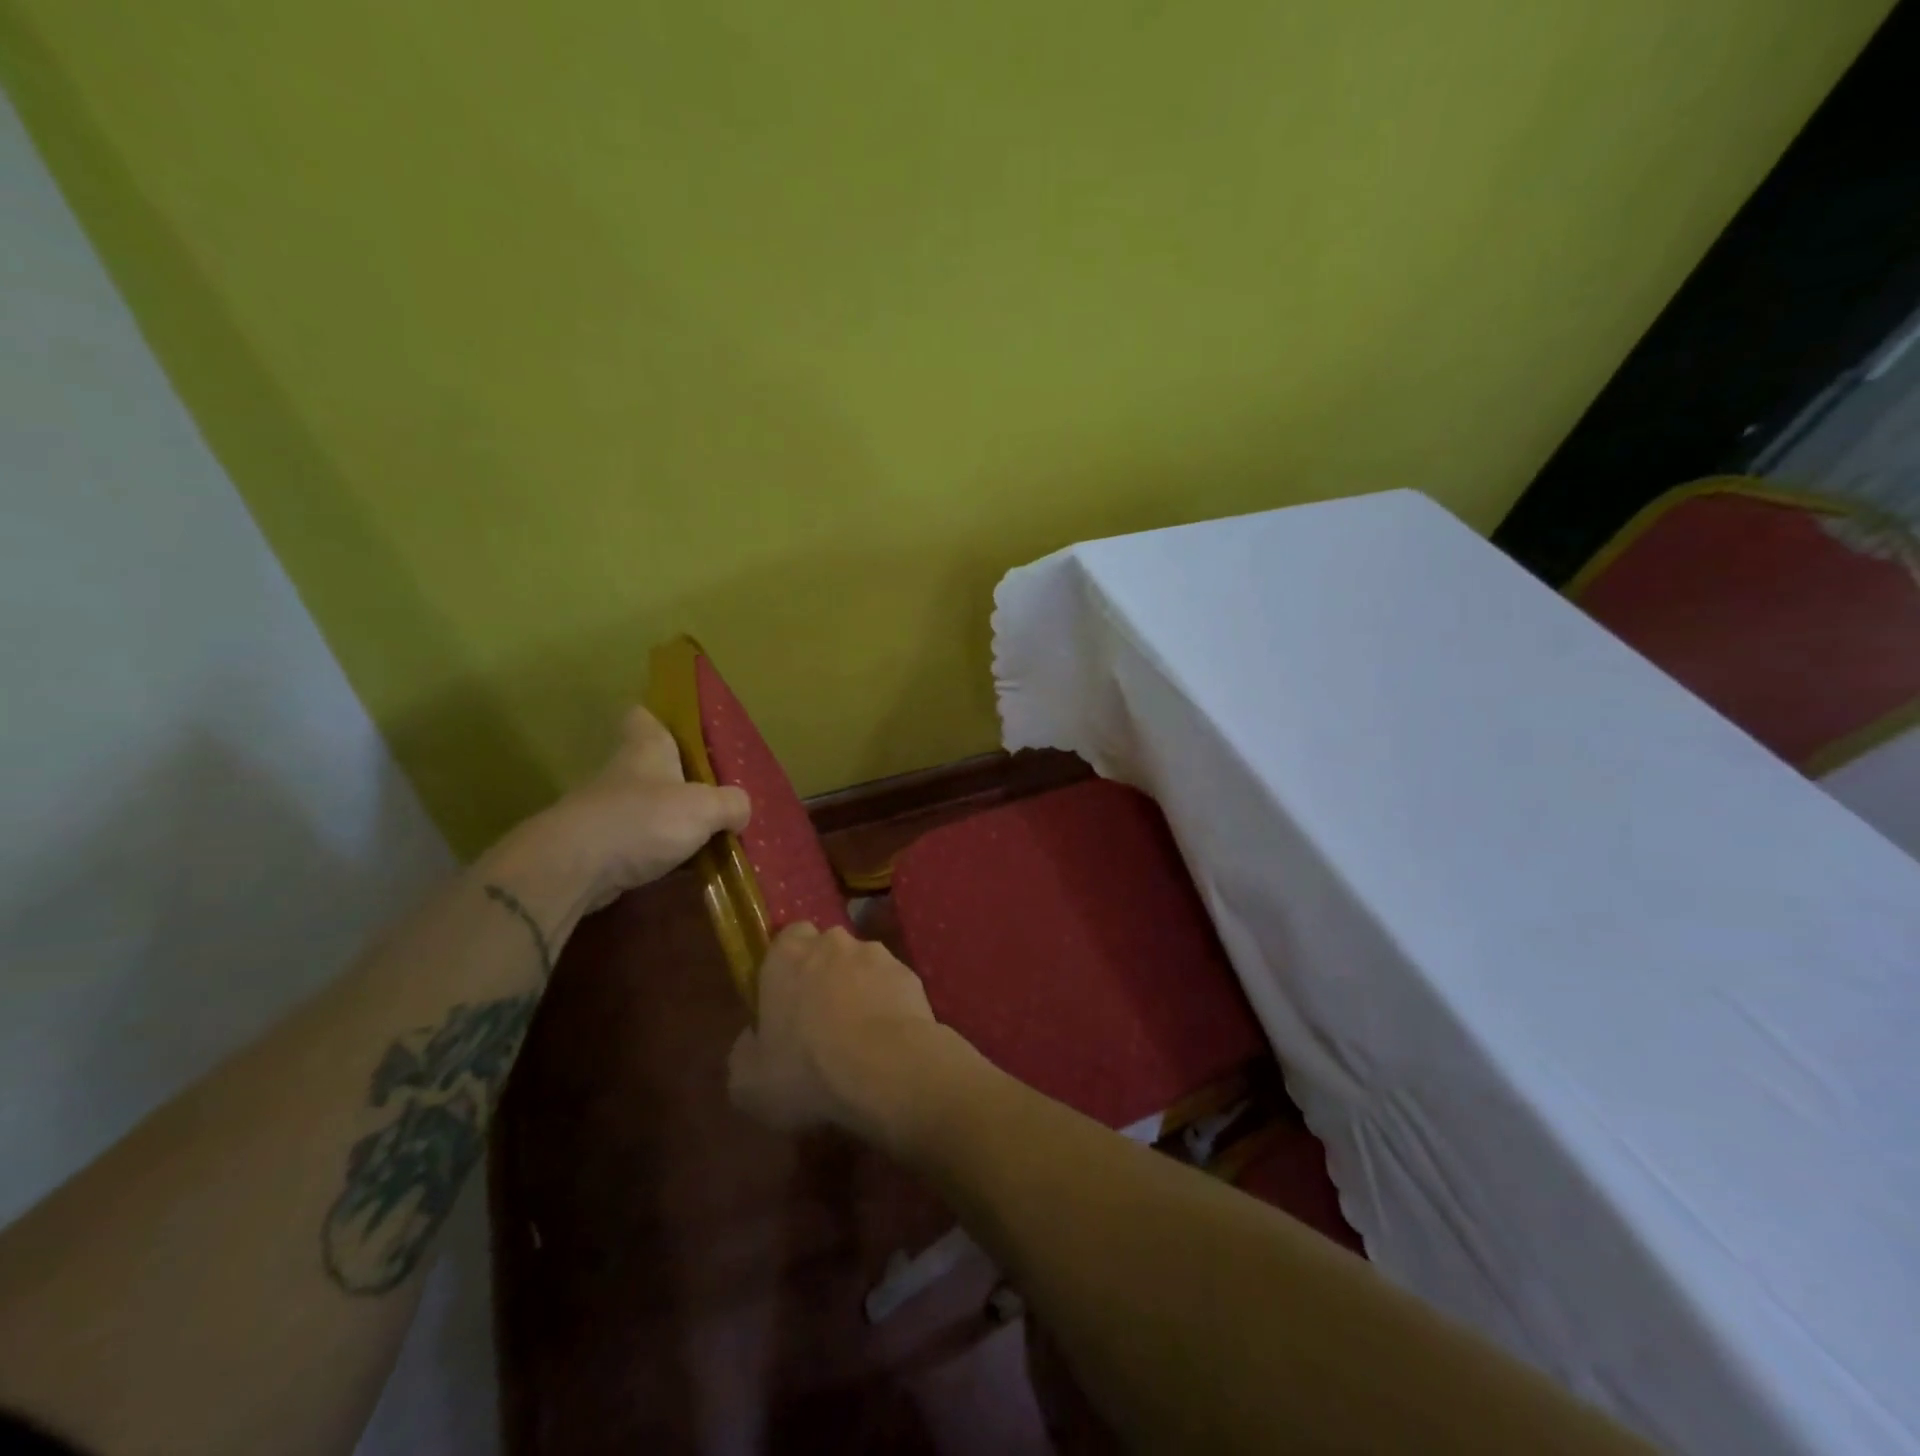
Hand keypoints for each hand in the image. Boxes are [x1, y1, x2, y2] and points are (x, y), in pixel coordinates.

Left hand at [526, 706, 750, 909]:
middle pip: (649, 766)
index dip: (661, 719)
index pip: (644, 716)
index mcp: (646, 748)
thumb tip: (740, 811)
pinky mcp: (596, 847)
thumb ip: (731, 805)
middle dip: (676, 780)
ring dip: (667, 821)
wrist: (574, 867)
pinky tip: (680, 869)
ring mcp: (605, 810)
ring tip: (704, 838)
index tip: (683, 734)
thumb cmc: (644, 820)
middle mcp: (623, 772)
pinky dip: (654, 853)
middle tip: (712, 797)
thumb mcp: (705, 808)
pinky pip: (634, 843)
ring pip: (643, 807)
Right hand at [728, 924, 950, 1147]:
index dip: (788, 965)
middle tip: (822, 1019)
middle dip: (825, 975)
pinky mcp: (910, 975)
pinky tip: (887, 1042)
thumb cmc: (806, 1069)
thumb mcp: (749, 1081)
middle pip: (826, 950)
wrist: (886, 1068)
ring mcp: (877, 955)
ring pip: (863, 966)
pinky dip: (889, 1006)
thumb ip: (745, 1051)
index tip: (787, 998)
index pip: (787, 937)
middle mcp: (833, 943)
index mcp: (787, 955)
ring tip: (860, 1036)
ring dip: (860, 990)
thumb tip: (754, 1040)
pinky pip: (893, 987)